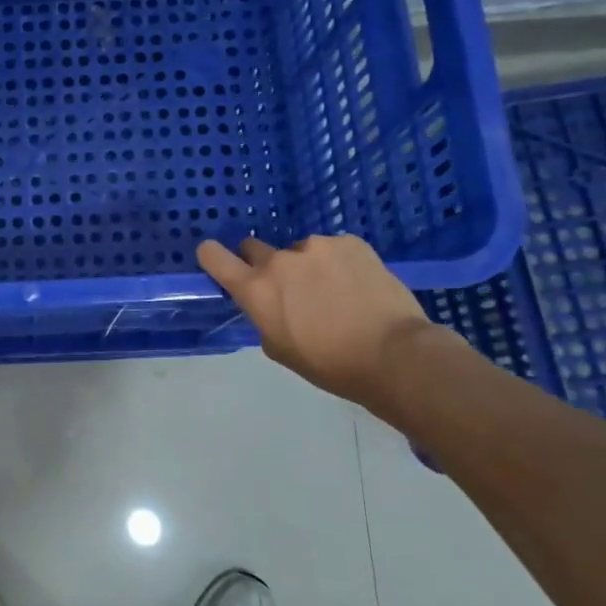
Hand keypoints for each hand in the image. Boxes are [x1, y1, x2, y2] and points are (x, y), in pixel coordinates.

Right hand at [198, 234, 435, 408]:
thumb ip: (263, 316)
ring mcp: (316, 246)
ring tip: (335, 293)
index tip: (220, 263)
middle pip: (253, 247)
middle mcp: (280, 260)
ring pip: (299, 251)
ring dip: (307, 266)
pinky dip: (338, 263)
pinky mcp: (350, 242)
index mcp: (255, 289)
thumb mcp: (278, 348)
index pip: (213, 256)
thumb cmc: (329, 363)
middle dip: (264, 265)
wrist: (393, 354)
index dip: (212, 257)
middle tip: (288, 289)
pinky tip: (357, 286)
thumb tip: (270, 303)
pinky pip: (333, 249)